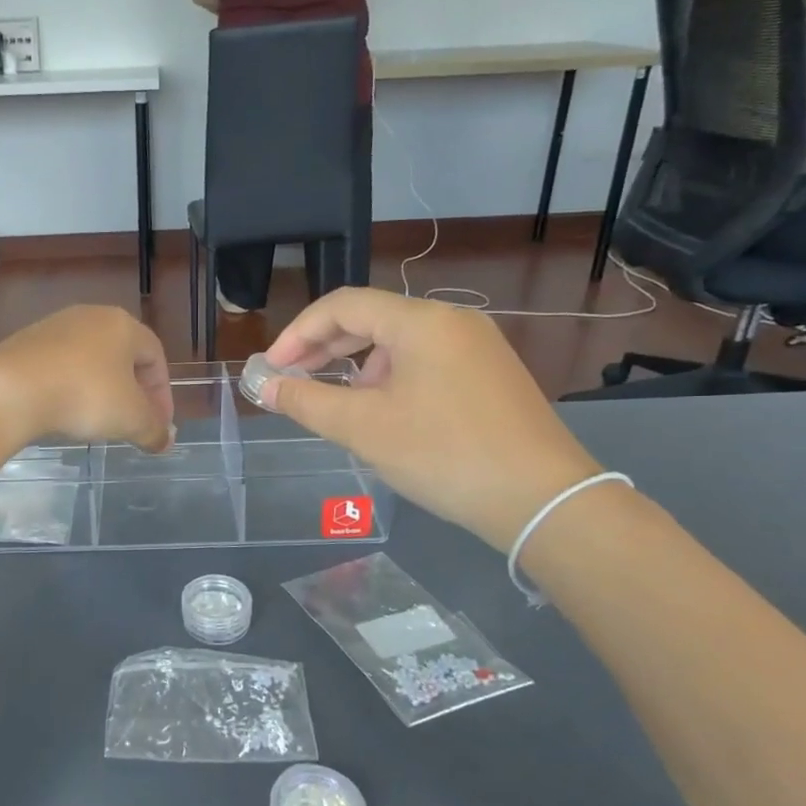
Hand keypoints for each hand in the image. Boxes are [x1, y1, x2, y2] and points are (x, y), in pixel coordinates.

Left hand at [0, 305, 174, 452]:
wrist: (10, 390)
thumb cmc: (85, 396)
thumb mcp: (131, 419)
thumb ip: (155, 430)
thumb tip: (166, 440)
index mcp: (123, 324)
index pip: (155, 357)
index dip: (162, 395)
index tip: (158, 427)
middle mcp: (90, 317)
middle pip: (123, 356)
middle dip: (133, 393)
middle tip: (132, 424)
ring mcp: (54, 327)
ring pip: (89, 361)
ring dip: (100, 390)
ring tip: (98, 421)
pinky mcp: (24, 343)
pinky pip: (59, 367)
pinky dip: (69, 388)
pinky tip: (64, 411)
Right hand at [260, 289, 602, 550]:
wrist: (542, 500)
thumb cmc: (444, 454)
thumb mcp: (363, 428)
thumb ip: (305, 401)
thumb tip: (263, 386)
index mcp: (421, 321)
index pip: (343, 305)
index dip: (298, 333)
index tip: (271, 369)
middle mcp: (452, 321)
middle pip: (371, 318)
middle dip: (324, 348)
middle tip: (291, 380)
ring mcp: (477, 347)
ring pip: (398, 342)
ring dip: (356, 366)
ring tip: (336, 403)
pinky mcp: (490, 374)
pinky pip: (425, 361)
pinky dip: (390, 378)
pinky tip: (382, 412)